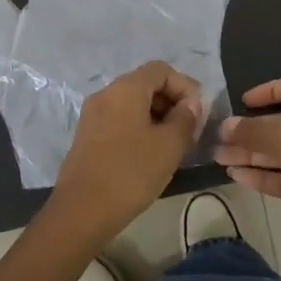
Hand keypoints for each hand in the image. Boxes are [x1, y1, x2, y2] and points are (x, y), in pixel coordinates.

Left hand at [47, 62, 204, 245]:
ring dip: (156, 116)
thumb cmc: (131, 172)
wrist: (82, 210)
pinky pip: (119, 119)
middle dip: (171, 101)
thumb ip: (185, 118)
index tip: (198, 113)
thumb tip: (190, 104)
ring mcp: (93, 114)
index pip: (161, 70)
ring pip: (132, 103)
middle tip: (189, 129)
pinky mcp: (87, 134)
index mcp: (125, 89)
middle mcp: (106, 93)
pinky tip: (150, 153)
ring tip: (173, 144)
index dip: (184, 86)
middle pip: (145, 84)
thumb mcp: (169, 146)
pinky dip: (139, 127)